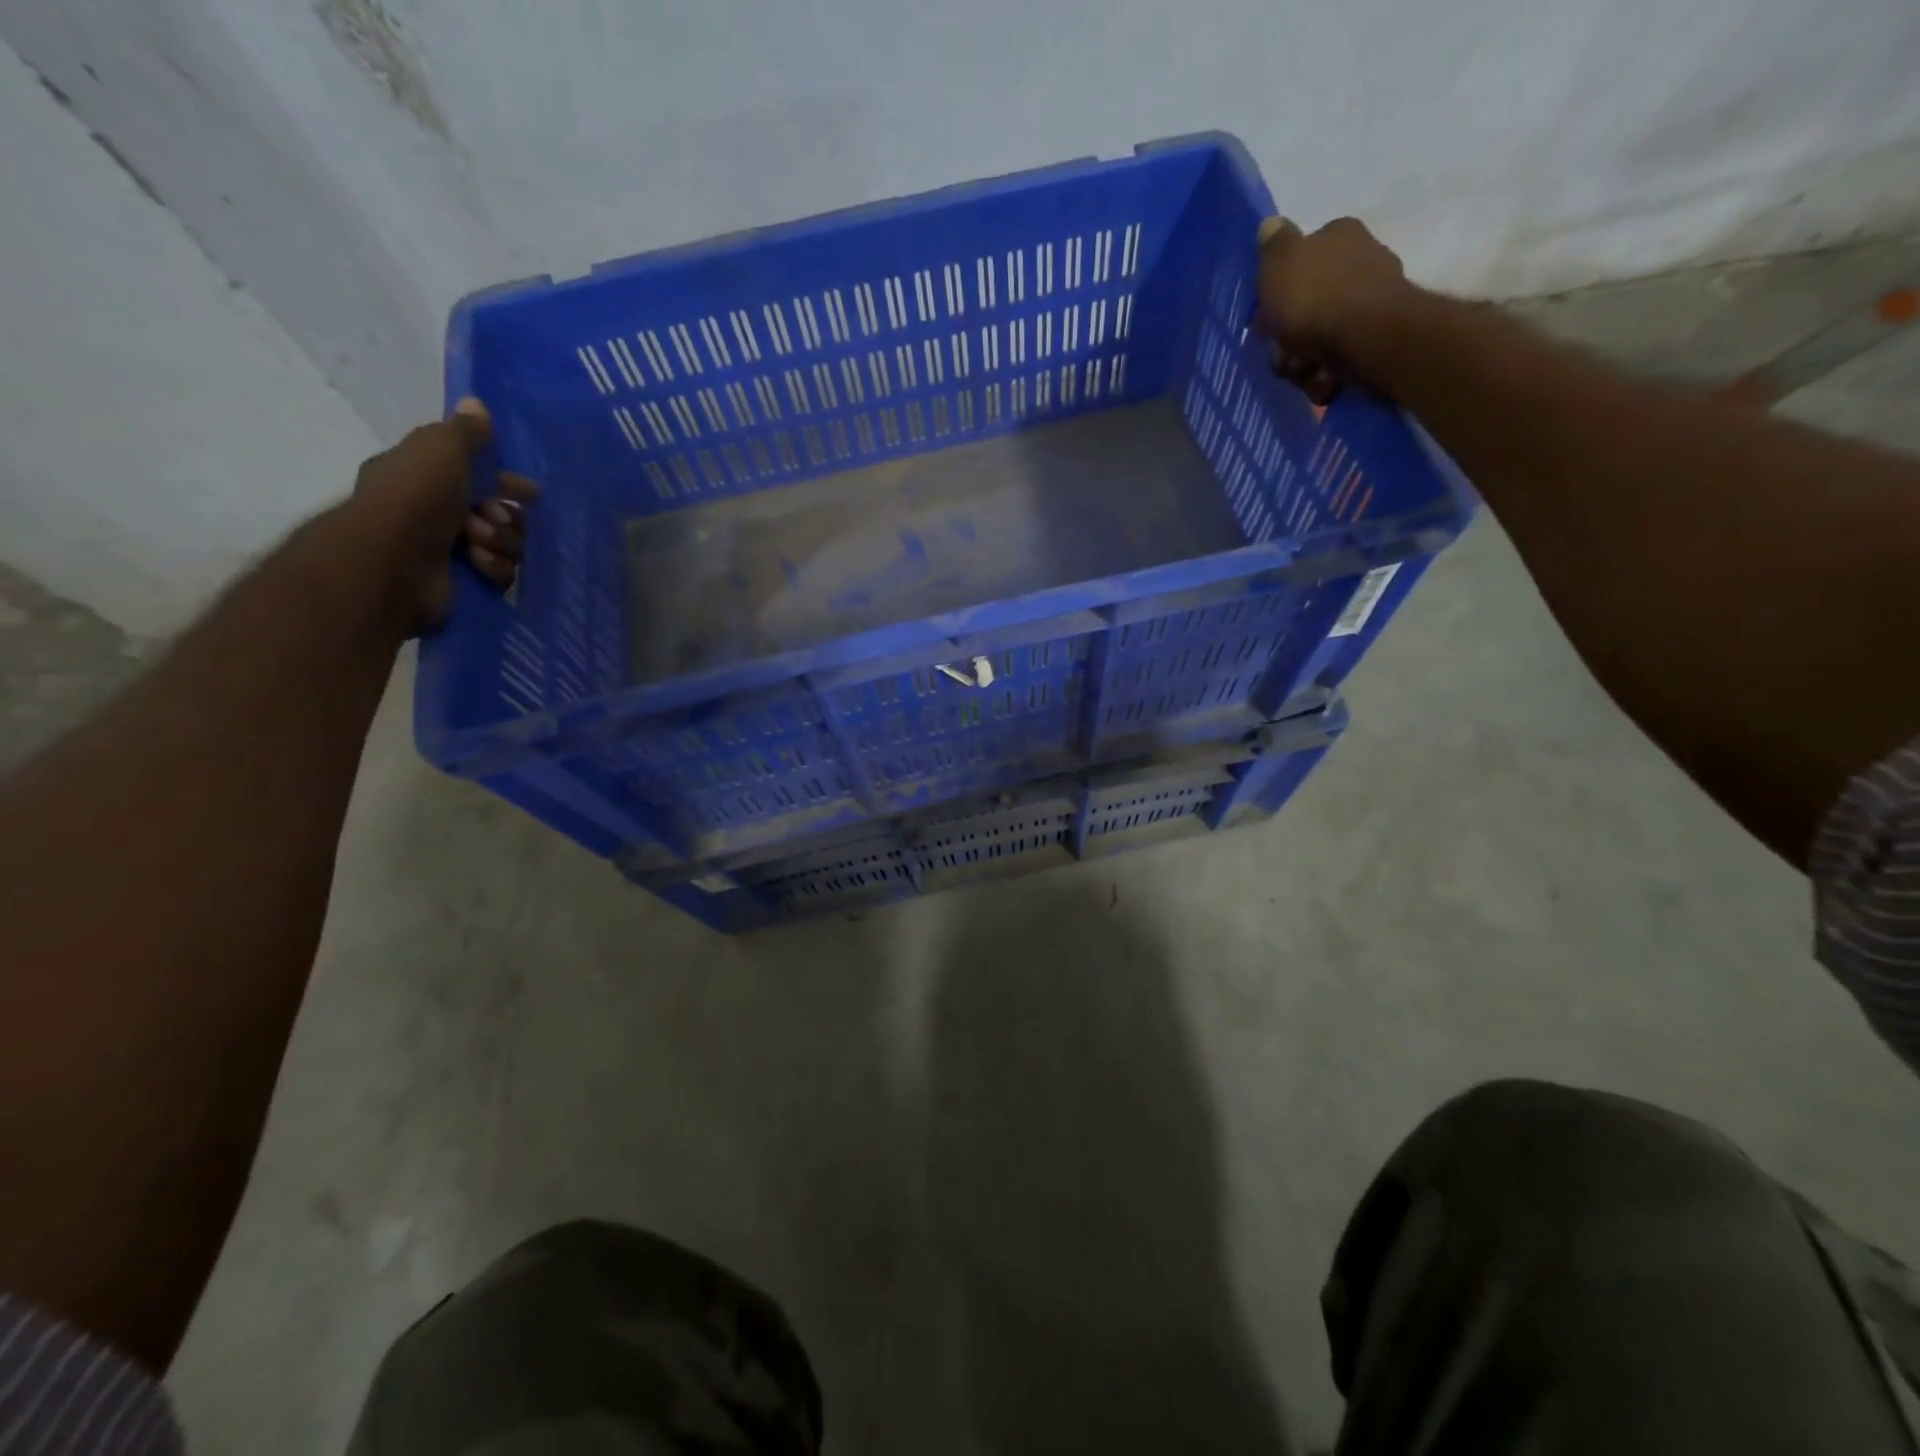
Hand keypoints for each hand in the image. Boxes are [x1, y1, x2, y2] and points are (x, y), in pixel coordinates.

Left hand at [349, 397, 537, 631]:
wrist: (394, 560)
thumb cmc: (416, 497)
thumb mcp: (442, 448)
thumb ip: (466, 430)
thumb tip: (476, 402)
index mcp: (426, 476)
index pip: (478, 475)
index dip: (507, 482)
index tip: (531, 493)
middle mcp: (437, 512)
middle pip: (500, 513)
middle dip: (505, 515)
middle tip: (492, 516)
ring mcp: (451, 549)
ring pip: (506, 544)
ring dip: (500, 541)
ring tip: (477, 541)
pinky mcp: (466, 581)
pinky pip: (502, 573)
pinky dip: (494, 567)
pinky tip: (478, 563)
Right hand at [1255, 217, 1414, 400]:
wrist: (1365, 337)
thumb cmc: (1314, 296)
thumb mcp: (1280, 263)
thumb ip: (1273, 245)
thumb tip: (1270, 225)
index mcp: (1339, 236)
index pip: (1302, 258)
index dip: (1279, 291)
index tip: (1267, 317)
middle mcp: (1361, 260)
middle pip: (1308, 305)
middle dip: (1289, 336)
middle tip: (1282, 352)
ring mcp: (1372, 301)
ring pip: (1321, 337)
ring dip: (1304, 360)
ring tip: (1304, 370)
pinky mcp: (1378, 338)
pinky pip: (1339, 359)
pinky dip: (1326, 373)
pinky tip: (1323, 380)